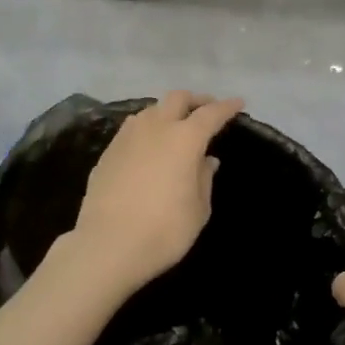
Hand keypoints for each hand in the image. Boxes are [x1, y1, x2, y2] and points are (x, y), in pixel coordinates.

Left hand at [67, 91, 244, 296]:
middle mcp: (155, 128)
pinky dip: (147, 129)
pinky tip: (149, 145)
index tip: (237, 103)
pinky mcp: (107, 152)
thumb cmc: (164, 230)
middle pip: (177, 99)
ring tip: (175, 126)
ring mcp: (127, 138)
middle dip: (195, 100)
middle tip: (206, 110)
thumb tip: (207, 160)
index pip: (210, 114)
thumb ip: (204, 178)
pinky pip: (132, 129)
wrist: (108, 245)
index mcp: (184, 139)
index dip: (226, 107)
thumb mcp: (198, 209)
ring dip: (167, 111)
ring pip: (150, 110)